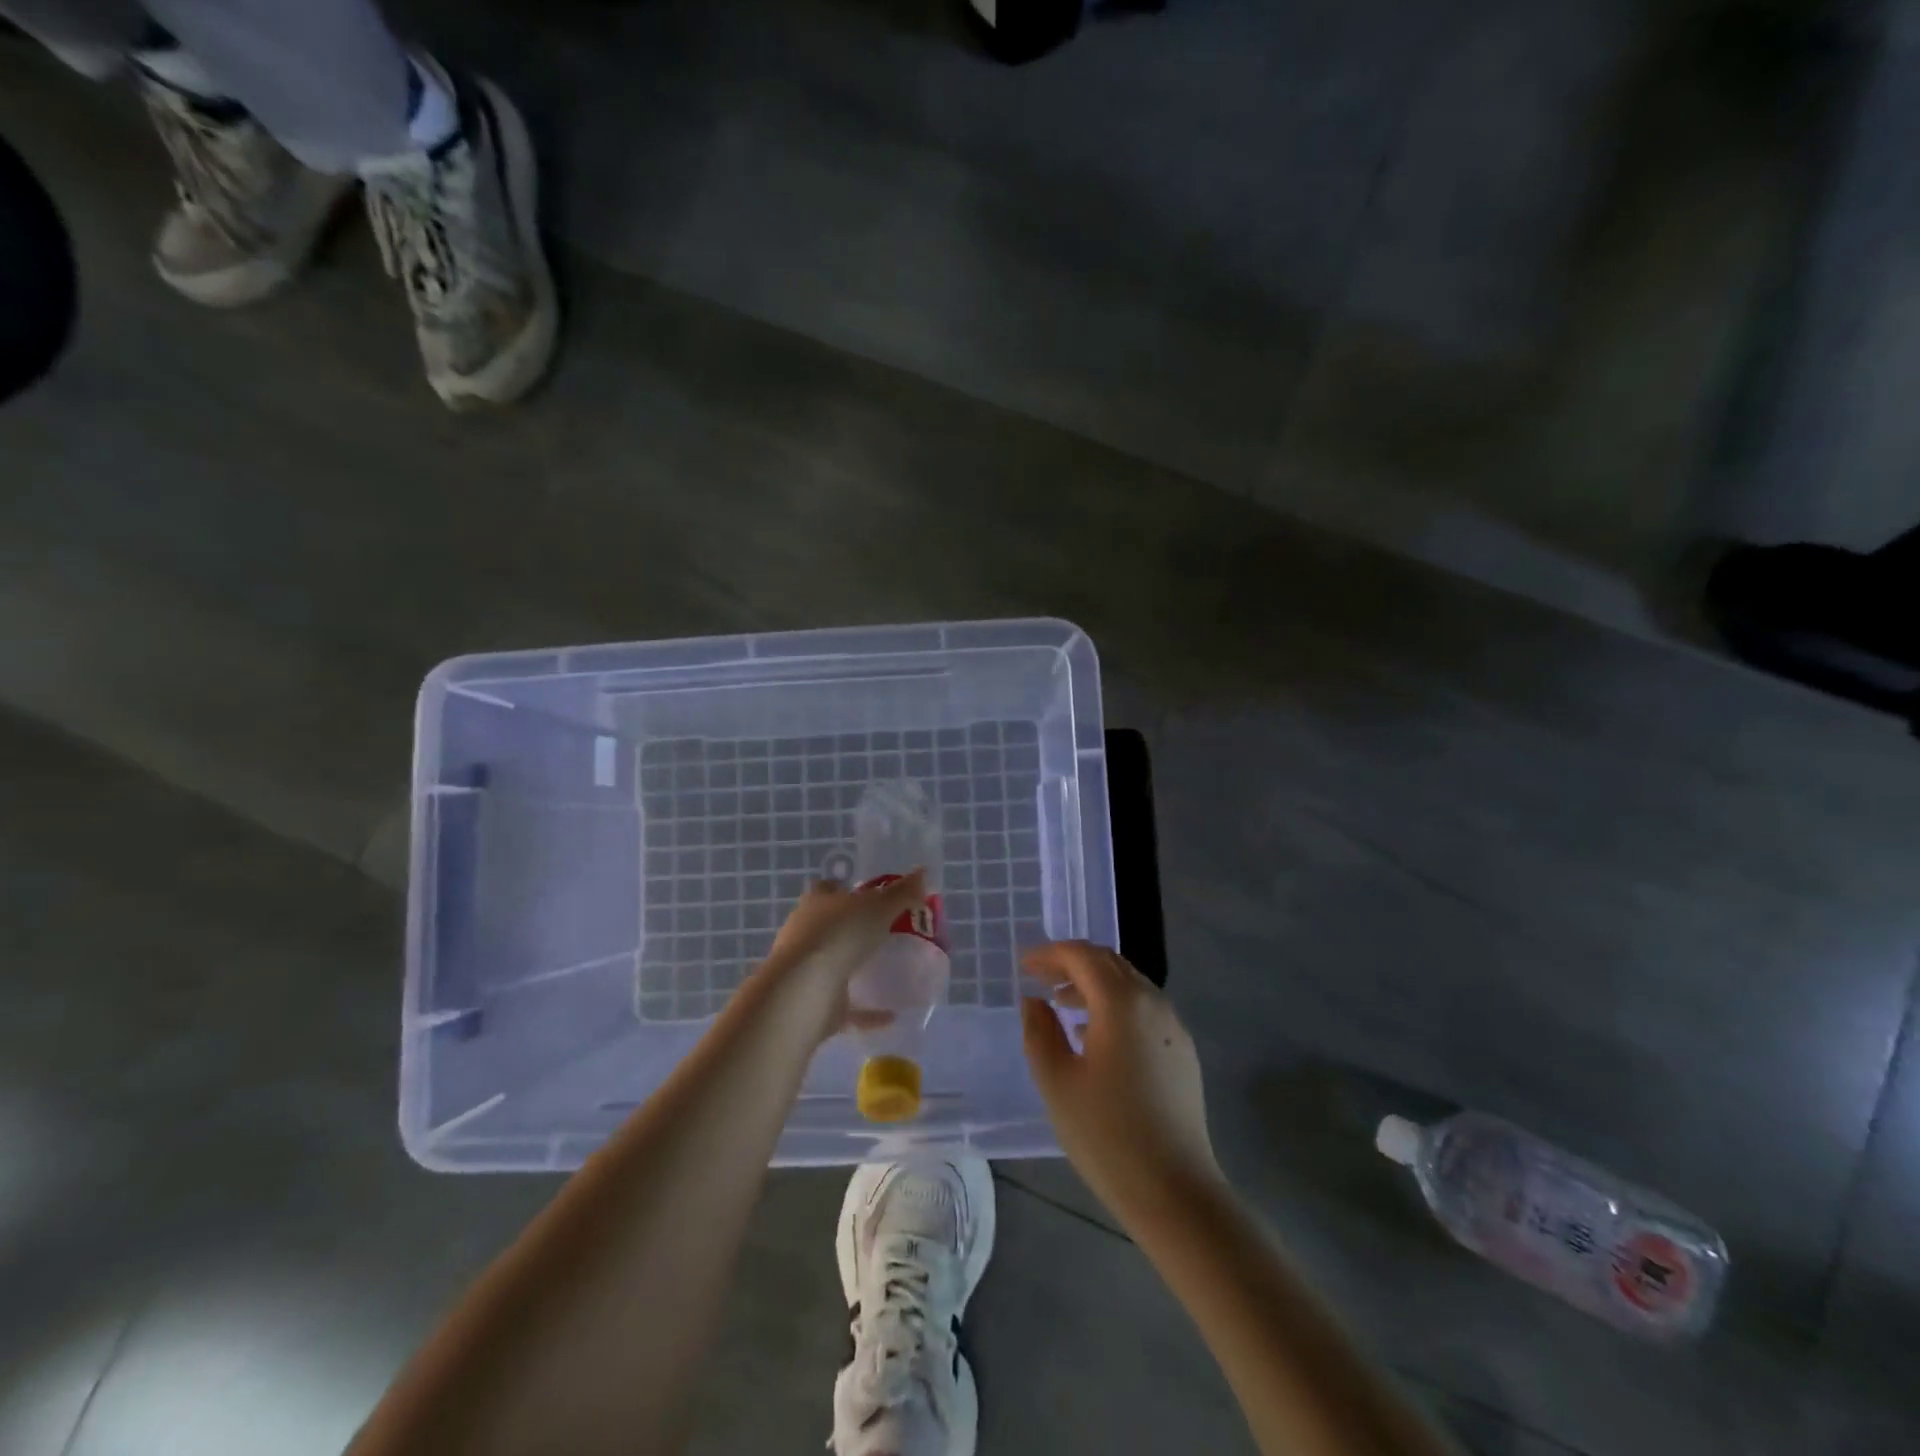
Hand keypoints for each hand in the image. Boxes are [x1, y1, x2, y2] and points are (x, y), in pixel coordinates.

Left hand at [760, 872, 926, 1040]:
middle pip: (830, 926)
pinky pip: (846, 1007)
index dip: (847, 890)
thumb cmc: (840, 935)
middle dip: (853, 930)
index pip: (829, 889)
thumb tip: (923, 872)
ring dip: (855, 969)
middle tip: (886, 933)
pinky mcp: (815, 1003)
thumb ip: (901, 893)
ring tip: (887, 972)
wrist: (805, 989)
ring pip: (833, 965)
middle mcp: (806, 933)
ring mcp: (807, 969)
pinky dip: (867, 1012)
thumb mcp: (878, 907)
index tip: (871, 896)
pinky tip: (891, 1015)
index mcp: (817, 903)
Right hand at [1021, 941, 1222, 1219]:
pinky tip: (1096, 1036)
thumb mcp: (1057, 1082)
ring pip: (1129, 985)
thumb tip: (1034, 1001)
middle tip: (1040, 978)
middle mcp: (1152, 1002)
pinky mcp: (1183, 1051)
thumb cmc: (1107, 1135)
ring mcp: (1173, 1026)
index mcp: (1121, 1002)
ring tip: (1062, 1005)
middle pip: (1109, 963)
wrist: (1176, 1192)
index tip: (1024, 965)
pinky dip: (1115, 1005)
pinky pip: (1144, 1009)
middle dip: (1072, 963)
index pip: (1082, 956)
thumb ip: (1039, 1031)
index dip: (1049, 954)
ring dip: (1094, 984)